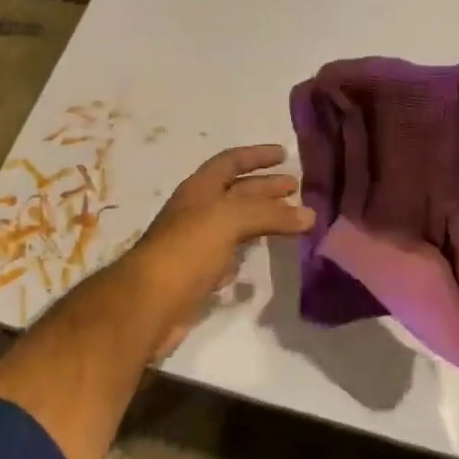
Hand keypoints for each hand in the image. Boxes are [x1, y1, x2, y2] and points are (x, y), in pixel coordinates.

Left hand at [123, 145, 314, 356]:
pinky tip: (263, 256)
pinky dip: (248, 252)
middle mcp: (198, 210)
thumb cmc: (188, 248)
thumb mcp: (230, 219)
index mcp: (200, 188)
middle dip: (266, 188)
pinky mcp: (199, 274)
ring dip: (262, 220)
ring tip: (292, 221)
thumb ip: (270, 214)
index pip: (231, 161)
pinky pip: (229, 255)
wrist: (149, 303)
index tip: (284, 154)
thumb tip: (310, 215)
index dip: (257, 155)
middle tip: (297, 189)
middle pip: (238, 192)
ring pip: (236, 224)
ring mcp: (197, 242)